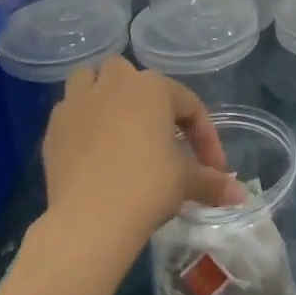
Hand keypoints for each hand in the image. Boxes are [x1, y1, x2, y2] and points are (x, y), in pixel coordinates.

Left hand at [43, 57, 247, 246]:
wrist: (91, 218)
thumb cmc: (148, 187)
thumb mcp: (186, 182)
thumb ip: (213, 182)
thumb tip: (241, 196)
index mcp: (154, 87)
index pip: (189, 105)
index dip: (205, 138)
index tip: (213, 169)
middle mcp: (115, 83)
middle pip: (131, 75)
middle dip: (145, 99)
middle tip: (159, 135)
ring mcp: (79, 102)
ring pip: (89, 79)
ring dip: (102, 93)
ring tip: (116, 125)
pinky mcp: (54, 127)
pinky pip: (69, 111)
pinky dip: (81, 121)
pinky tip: (91, 148)